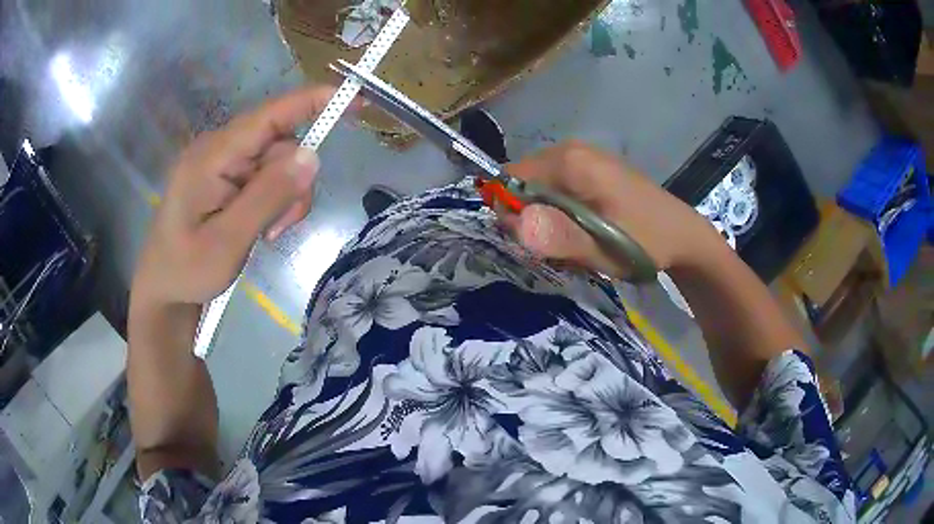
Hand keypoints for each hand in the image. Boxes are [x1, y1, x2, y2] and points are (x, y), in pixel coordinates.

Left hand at [132, 86, 351, 306]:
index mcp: (213, 156)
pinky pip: (265, 176)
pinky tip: (261, 226)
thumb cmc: (188, 269)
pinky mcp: (225, 176)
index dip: (313, 102)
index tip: (355, 101)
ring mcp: (222, 162)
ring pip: (277, 163)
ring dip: (284, 196)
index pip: (270, 115)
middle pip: (280, 144)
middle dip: (293, 182)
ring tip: (268, 233)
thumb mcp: (228, 241)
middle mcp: (219, 148)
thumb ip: (268, 196)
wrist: (164, 289)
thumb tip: (312, 156)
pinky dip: (274, 200)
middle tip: (281, 227)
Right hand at [503, 141, 722, 279]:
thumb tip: (510, 222)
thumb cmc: (645, 242)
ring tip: (576, 242)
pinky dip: (562, 213)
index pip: (508, 178)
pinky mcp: (593, 169)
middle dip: (532, 218)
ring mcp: (584, 157)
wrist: (684, 236)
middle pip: (523, 183)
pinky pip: (559, 189)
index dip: (511, 213)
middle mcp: (571, 150)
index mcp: (570, 161)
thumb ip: (557, 236)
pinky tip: (584, 231)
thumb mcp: (601, 249)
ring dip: (548, 219)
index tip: (534, 241)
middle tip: (560, 247)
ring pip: (540, 189)